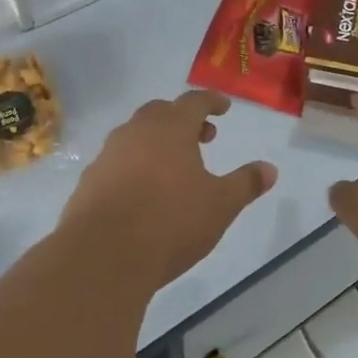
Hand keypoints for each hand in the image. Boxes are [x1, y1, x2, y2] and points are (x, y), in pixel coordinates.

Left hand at [60, 90, 277, 285]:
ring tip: (175, 167)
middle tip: (203, 137)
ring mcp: (107, 157)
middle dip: (183, 120)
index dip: (212, 102)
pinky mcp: (88, 183)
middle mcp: (135, 133)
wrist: (103, 255)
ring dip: (157, 143)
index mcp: (170, 129)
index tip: (224, 108)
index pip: (194, 102)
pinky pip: (117, 163)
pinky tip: (144, 193)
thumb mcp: (221, 204)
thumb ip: (246, 183)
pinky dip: (135, 167)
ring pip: (135, 137)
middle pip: (160, 113)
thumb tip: (270, 169)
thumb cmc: (171, 221)